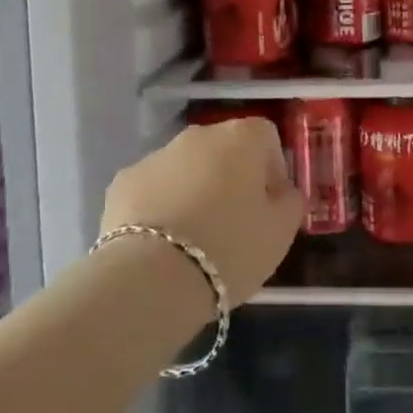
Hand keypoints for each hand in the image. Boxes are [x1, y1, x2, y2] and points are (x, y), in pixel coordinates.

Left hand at [101, 118, 302, 303]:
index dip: (272, 168)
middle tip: (234, 223)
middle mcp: (197, 135)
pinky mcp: (122, 182)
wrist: (152, 278)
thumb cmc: (231, 248)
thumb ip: (290, 202)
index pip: (266, 136)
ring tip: (195, 239)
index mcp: (240, 138)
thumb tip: (282, 192)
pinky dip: (160, 206)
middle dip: (231, 177)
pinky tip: (162, 243)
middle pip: (223, 149)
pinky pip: (152, 188)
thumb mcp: (281, 232)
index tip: (270, 204)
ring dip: (194, 190)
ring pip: (185, 168)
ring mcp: (156, 155)